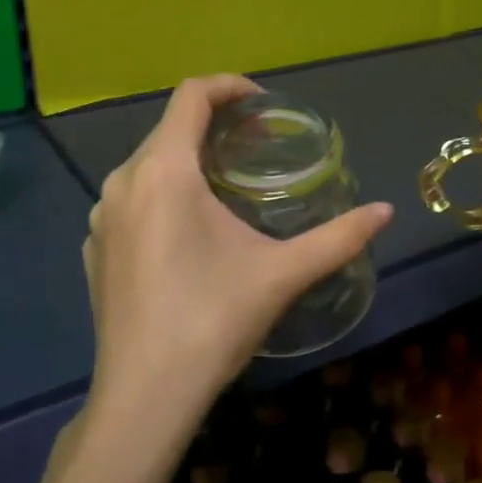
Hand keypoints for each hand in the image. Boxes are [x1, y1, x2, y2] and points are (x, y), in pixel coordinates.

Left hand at [82, 74, 393, 439]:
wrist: (144, 397)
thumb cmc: (212, 322)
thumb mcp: (282, 274)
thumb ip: (338, 237)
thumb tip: (387, 212)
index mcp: (164, 171)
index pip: (191, 94)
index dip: (230, 85)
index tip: (263, 104)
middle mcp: (123, 180)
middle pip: (170, 126)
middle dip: (216, 125)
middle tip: (258, 147)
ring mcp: (101, 215)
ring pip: (149, 162)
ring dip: (188, 159)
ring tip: (227, 186)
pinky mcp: (94, 247)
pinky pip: (131, 197)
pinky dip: (163, 192)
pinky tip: (189, 232)